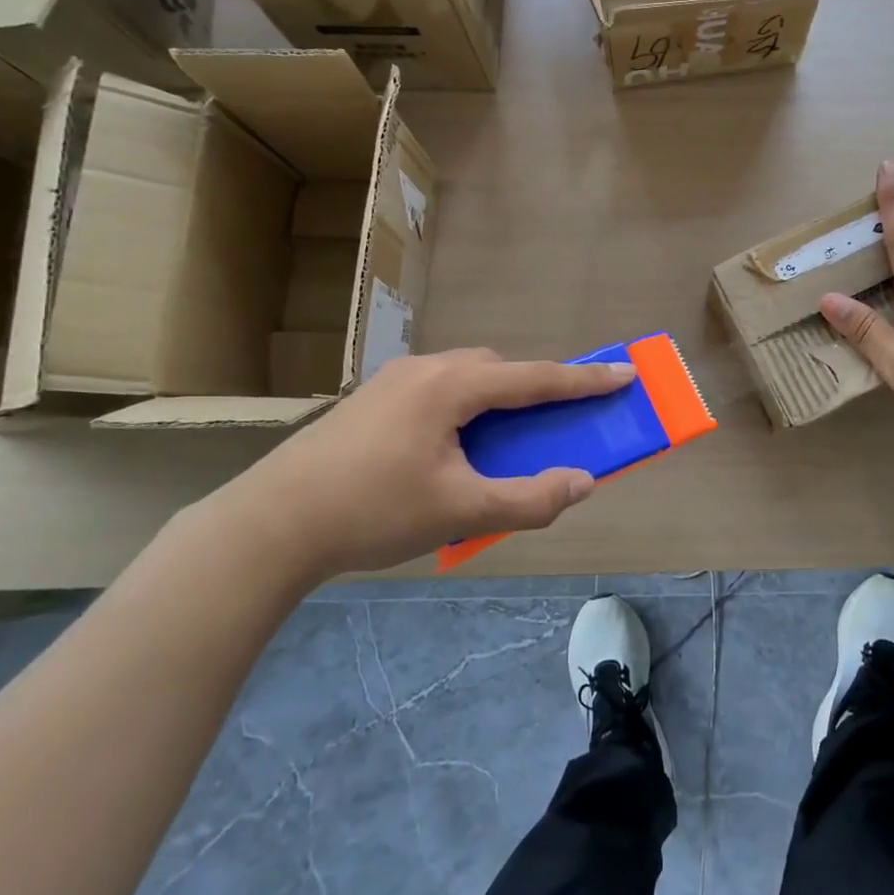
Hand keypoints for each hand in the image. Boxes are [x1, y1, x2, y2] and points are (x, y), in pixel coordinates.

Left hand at [214, 349, 633, 582]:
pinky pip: (435, 391)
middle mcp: (425, 370)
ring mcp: (391, 382)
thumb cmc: (372, 512)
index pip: (535, 378)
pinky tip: (446, 450)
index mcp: (452, 387)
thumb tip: (581, 483)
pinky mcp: (369, 400)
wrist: (269, 524)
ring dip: (493, 400)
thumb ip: (529, 499)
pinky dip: (462, 409)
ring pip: (463, 378)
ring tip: (498, 443)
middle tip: (551, 424)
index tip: (624, 373)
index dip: (584, 380)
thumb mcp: (460, 512)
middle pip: (497, 370)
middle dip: (532, 391)